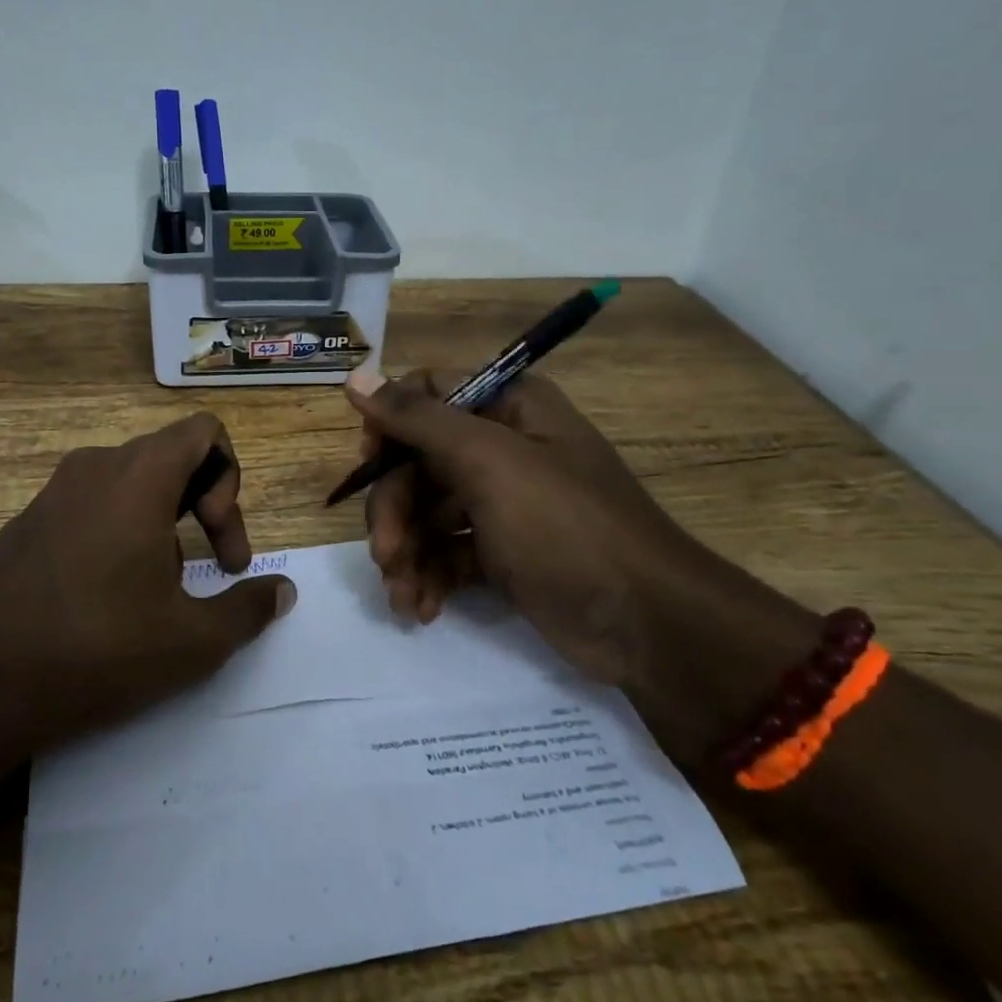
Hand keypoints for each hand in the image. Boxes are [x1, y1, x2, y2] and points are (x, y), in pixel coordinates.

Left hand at [0, 413, 295, 752]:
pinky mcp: (25, 523)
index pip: (203, 431)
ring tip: (157, 591)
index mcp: (138, 476)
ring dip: (162, 523)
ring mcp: (52, 493)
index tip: (219, 543)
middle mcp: (94, 468)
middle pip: (171, 457)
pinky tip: (105, 599)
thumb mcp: (192, 642)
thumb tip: (283, 592)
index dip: (231, 479)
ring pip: (131, 483)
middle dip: (204, 506)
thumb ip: (247, 608)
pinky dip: (118, 532)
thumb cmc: (96, 651)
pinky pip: (91, 505)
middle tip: (210, 569)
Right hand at [344, 370, 702, 685]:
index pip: (427, 395)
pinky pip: (446, 551)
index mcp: (508, 407)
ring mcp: (501, 502)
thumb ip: (417, 419)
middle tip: (385, 554)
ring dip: (406, 551)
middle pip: (418, 462)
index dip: (390, 426)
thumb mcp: (489, 463)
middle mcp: (502, 447)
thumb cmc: (566, 526)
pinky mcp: (501, 552)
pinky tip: (421, 608)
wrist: (647, 626)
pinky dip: (429, 576)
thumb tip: (354, 374)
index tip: (369, 466)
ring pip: (427, 512)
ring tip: (401, 594)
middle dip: (395, 510)